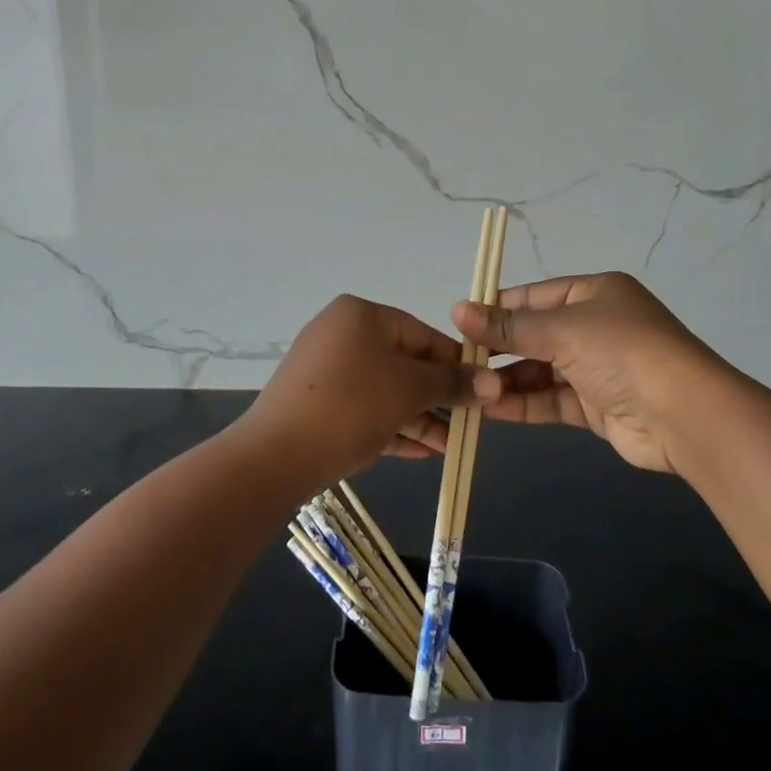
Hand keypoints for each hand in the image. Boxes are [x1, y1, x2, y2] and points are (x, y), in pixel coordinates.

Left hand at [246, 295, 500, 482]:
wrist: (276, 454)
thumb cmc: (352, 405)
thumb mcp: (410, 390)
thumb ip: (451, 383)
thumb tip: (493, 382)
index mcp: (361, 315)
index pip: (423, 334)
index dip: (456, 364)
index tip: (483, 391)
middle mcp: (341, 334)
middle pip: (404, 363)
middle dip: (438, 396)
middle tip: (469, 423)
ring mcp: (325, 370)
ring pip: (385, 390)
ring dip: (419, 417)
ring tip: (450, 446)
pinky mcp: (316, 403)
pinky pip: (364, 409)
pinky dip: (392, 426)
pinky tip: (422, 452)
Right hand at [453, 272, 718, 473]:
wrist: (684, 414)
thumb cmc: (621, 352)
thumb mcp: (561, 330)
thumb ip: (508, 326)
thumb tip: (457, 309)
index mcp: (593, 293)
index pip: (533, 296)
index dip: (497, 308)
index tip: (459, 323)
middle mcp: (596, 326)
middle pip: (536, 334)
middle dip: (499, 348)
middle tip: (459, 361)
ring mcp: (598, 367)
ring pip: (541, 370)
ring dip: (507, 379)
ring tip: (469, 389)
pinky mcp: (597, 405)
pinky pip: (552, 399)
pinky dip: (524, 403)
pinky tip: (491, 408)